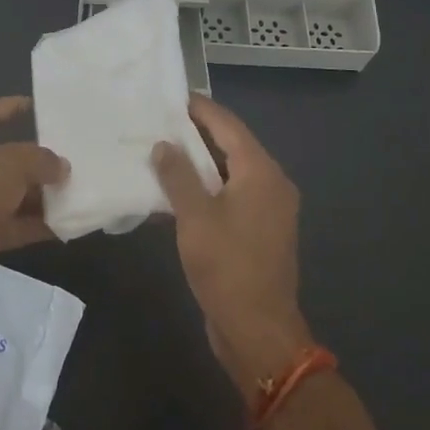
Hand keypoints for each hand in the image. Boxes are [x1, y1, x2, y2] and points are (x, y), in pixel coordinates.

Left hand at [0, 96, 67, 319]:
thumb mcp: (8, 169)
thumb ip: (39, 161)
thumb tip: (60, 166)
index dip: (8, 107)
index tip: (37, 106)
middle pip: (5, 157)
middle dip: (36, 157)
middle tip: (70, 155)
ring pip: (12, 194)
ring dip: (41, 193)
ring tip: (76, 190)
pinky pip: (14, 226)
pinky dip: (37, 225)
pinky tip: (66, 225)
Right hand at [152, 94, 314, 392]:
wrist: (259, 333)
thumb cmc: (228, 268)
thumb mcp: (195, 218)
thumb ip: (178, 176)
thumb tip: (163, 145)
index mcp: (261, 172)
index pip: (227, 125)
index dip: (200, 109)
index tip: (171, 96)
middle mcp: (271, 183)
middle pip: (230, 146)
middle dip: (195, 134)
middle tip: (159, 122)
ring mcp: (267, 209)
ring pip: (229, 173)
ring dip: (198, 164)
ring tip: (160, 152)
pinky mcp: (258, 232)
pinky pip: (230, 197)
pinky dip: (205, 190)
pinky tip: (174, 194)